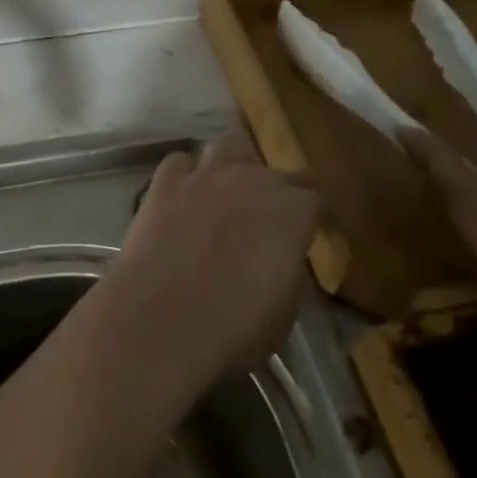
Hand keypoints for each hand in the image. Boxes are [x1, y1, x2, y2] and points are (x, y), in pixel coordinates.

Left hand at [99, 131, 320, 392]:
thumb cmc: (234, 329)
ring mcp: (205, 176)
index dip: (313, 218)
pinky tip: (183, 195)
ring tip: (227, 193)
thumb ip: (288, 273)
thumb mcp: (284, 312)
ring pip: (228, 148)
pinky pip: (179, 162)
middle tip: (267, 221)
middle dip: (277, 191)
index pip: (316, 199)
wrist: (160, 323)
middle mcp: (252, 181)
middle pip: (276, 170)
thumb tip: (280, 261)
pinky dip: (185, 174)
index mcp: (293, 212)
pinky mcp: (163, 183)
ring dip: (233, 167)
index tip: (309, 235)